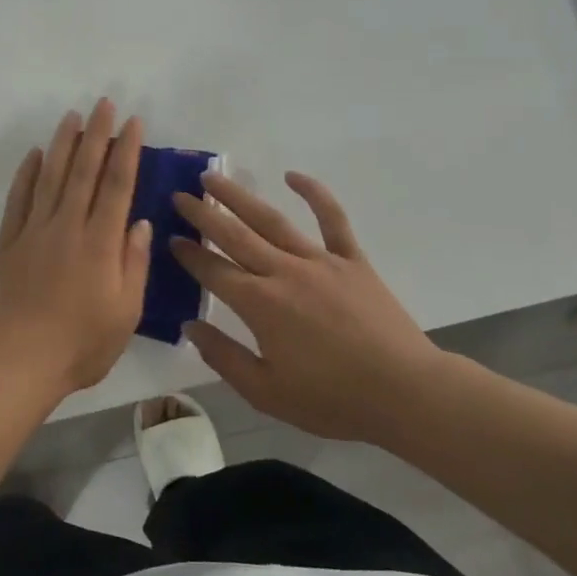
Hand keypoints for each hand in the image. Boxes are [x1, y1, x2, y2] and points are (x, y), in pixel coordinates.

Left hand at [0, 99, 153, 400]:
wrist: (16, 363)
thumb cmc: (80, 346)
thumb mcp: (125, 313)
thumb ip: (133, 264)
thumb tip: (138, 223)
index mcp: (100, 244)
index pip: (116, 185)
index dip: (126, 151)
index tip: (133, 122)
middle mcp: (67, 227)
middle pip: (84, 171)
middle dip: (96, 134)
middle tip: (103, 104)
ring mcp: (33, 232)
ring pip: (50, 177)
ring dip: (63, 144)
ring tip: (73, 116)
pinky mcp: (7, 243)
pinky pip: (18, 200)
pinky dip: (27, 174)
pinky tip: (35, 155)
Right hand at [171, 172, 449, 442]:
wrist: (405, 392)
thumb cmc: (332, 400)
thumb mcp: (266, 392)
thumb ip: (223, 357)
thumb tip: (190, 327)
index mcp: (260, 305)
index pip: (214, 271)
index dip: (189, 255)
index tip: (171, 238)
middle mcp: (283, 272)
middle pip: (235, 236)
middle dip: (204, 214)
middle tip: (180, 195)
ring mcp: (319, 261)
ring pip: (271, 220)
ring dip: (239, 197)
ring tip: (215, 178)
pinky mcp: (351, 260)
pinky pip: (331, 219)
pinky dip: (314, 193)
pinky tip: (293, 175)